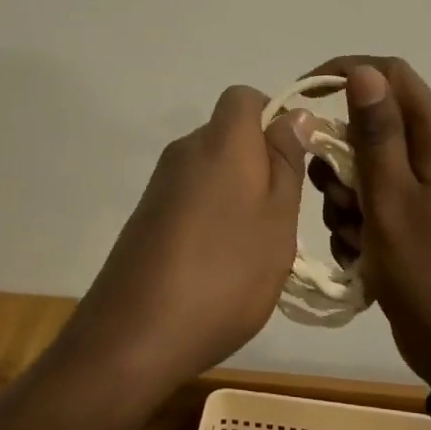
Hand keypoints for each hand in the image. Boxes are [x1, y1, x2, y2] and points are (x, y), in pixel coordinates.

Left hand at [62, 86, 304, 405]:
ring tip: (255, 248)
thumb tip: (294, 114)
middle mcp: (185, 150)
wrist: (135, 332)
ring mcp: (161, 184)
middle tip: (284, 214)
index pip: (244, 97)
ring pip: (212, 169)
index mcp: (221, 141)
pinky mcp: (147, 215)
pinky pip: (191, 197)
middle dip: (261, 162)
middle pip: (229, 134)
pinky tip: (220, 264)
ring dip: (239, 194)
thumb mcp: (277, 217)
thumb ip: (287, 161)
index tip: (295, 161)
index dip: (274, 117)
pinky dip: (212, 216)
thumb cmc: (225, 272)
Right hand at [307, 58, 430, 381]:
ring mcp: (427, 193)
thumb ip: (376, 133)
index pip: (391, 75)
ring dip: (345, 197)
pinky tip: (359, 255)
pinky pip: (374, 204)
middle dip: (341, 157)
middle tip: (335, 193)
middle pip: (373, 127)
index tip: (305, 95)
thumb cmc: (427, 271)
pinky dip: (357, 223)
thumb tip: (364, 71)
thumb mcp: (391, 198)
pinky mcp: (417, 223)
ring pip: (367, 169)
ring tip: (352, 235)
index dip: (347, 72)